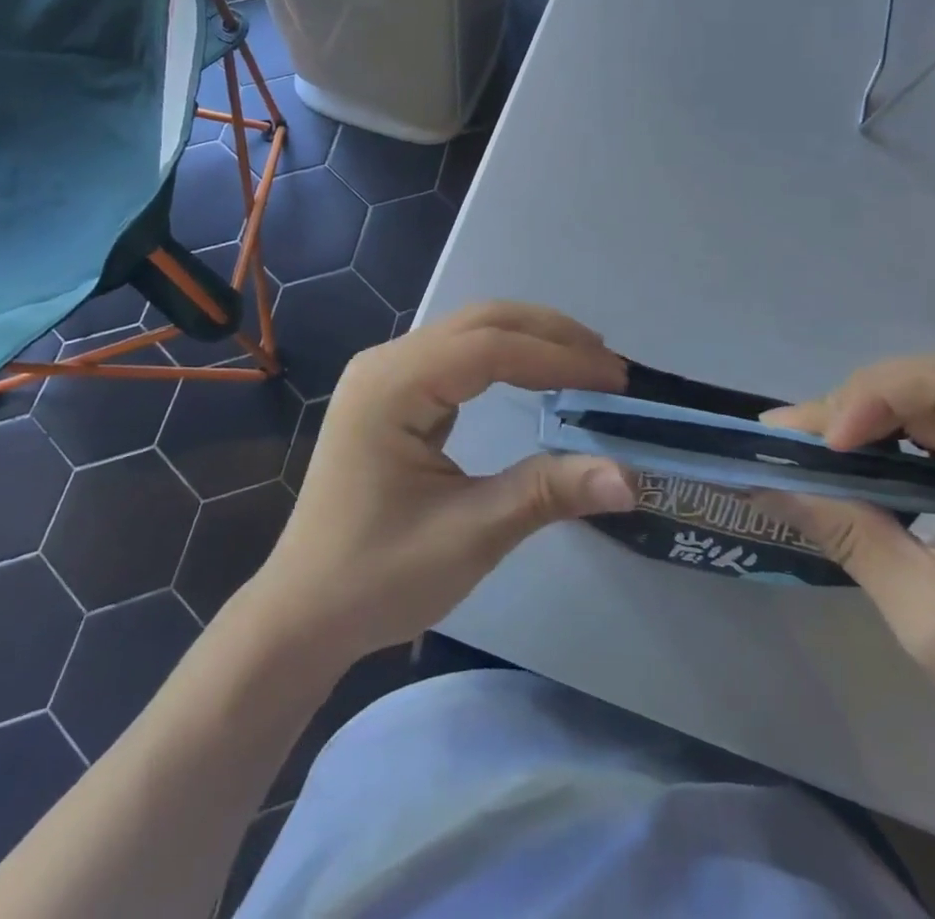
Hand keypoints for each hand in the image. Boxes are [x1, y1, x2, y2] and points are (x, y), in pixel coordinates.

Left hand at [251, 302, 636, 662]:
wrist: (304, 613)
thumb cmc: (378, 576)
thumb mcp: (471, 534)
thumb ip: (548, 493)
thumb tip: (630, 478)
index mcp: (393, 385)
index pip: (490, 348)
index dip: (558, 358)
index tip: (616, 379)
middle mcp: (385, 362)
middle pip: (479, 322)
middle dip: (548, 335)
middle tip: (608, 365)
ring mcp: (384, 374)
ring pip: (468, 332)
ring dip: (528, 340)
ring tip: (584, 363)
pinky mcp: (391, 394)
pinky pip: (455, 357)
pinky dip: (504, 358)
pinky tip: (535, 377)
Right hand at [760, 344, 934, 768]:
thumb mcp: (925, 614)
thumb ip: (848, 535)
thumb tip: (769, 484)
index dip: (877, 394)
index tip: (831, 448)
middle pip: (934, 381)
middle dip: (857, 405)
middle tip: (793, 443)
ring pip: (934, 394)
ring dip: (869, 416)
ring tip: (814, 451)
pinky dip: (895, 434)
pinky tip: (862, 461)